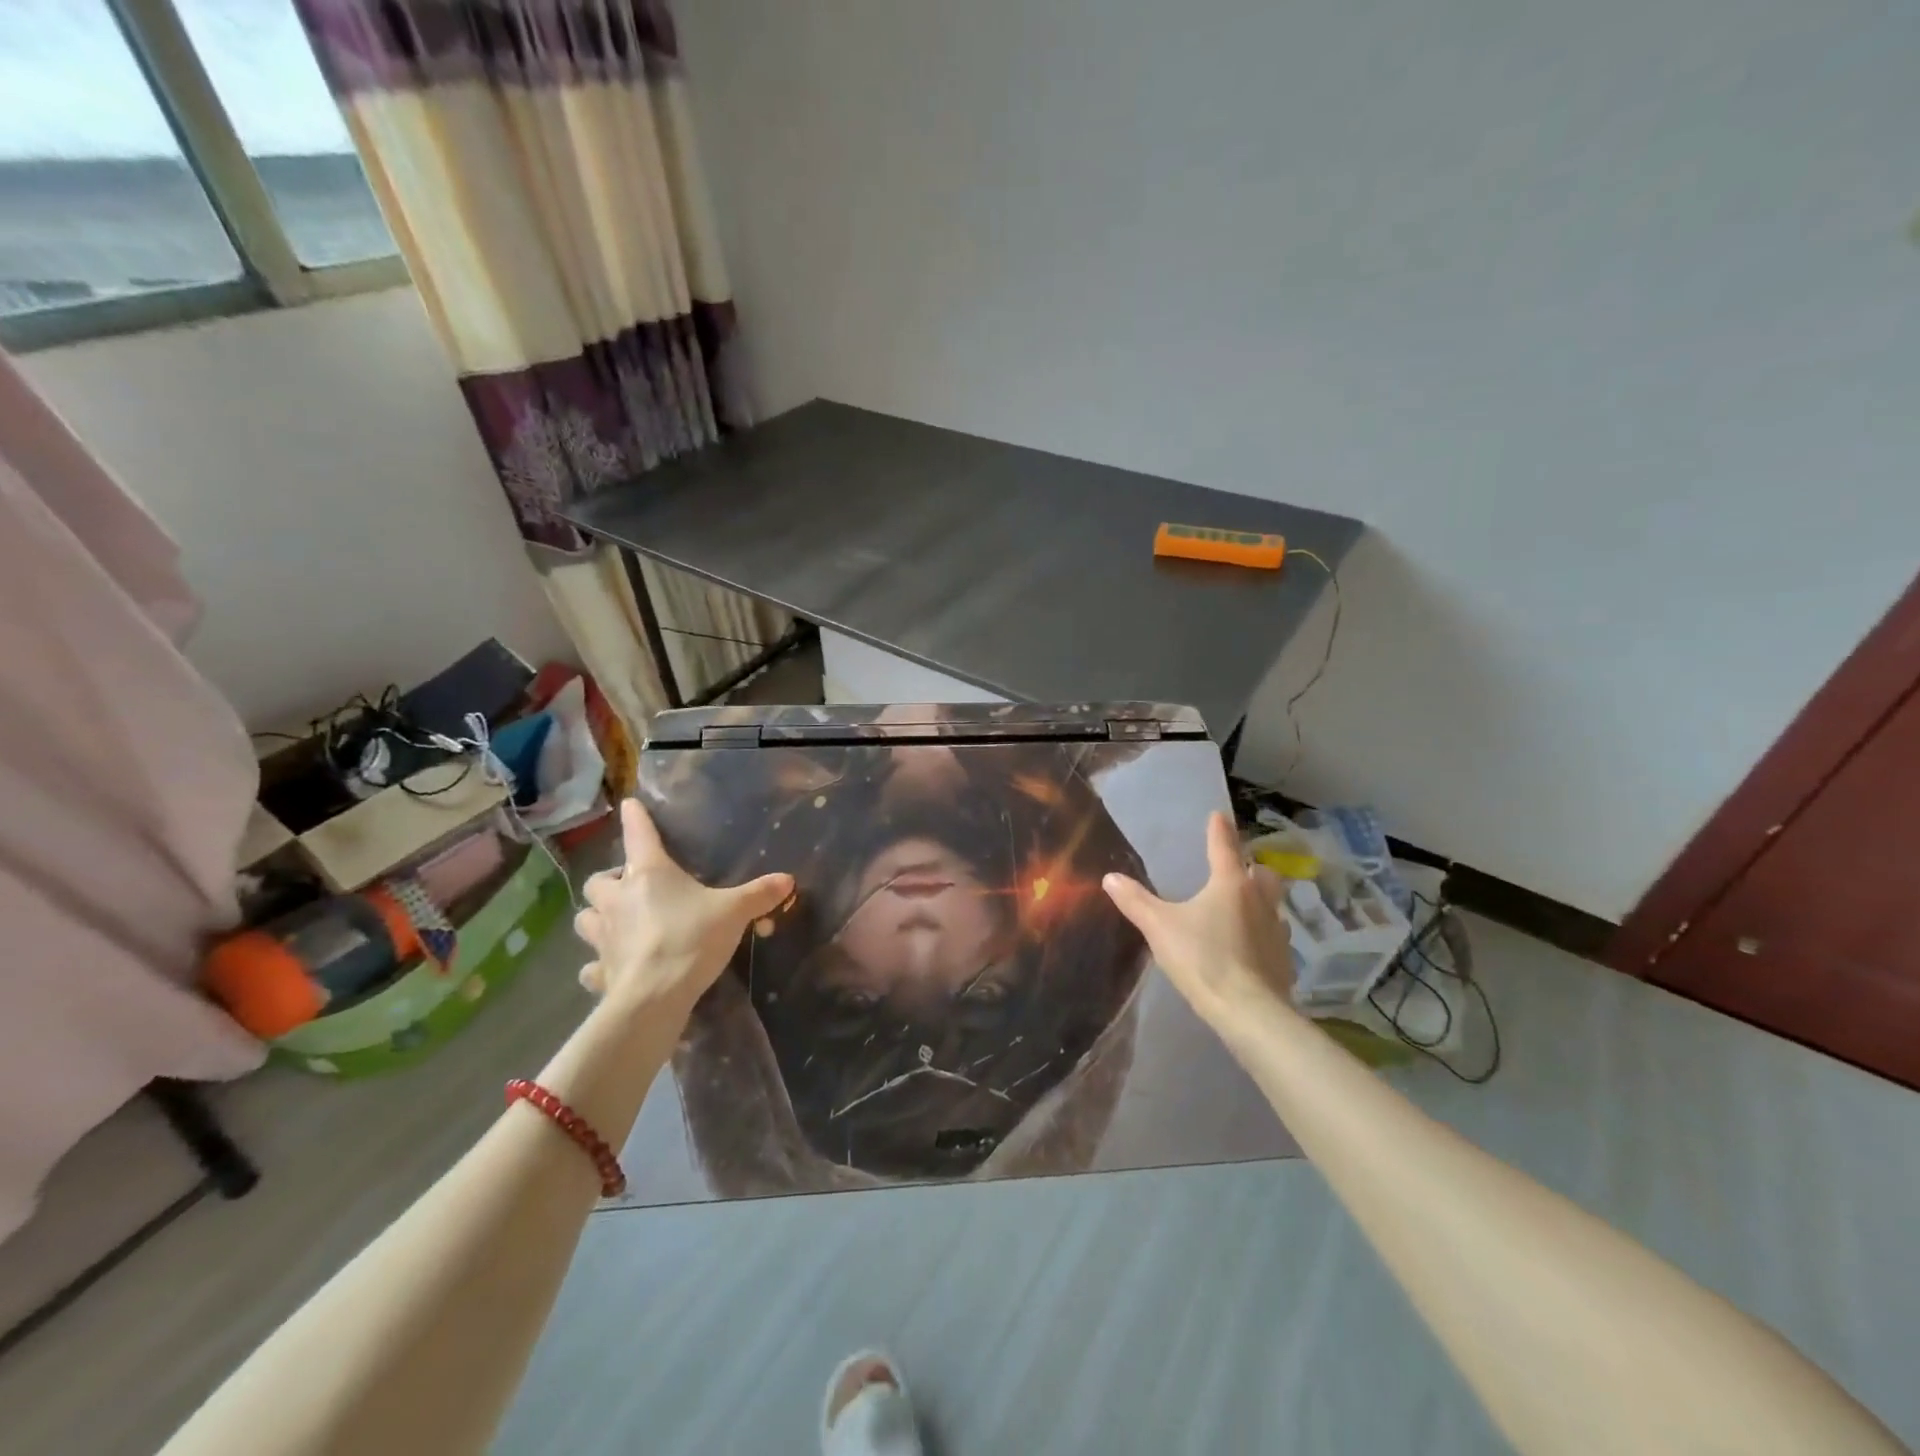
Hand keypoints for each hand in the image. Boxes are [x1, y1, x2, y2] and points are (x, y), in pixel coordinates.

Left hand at [572, 799, 792, 1016]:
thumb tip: (788, 879)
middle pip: (597, 881)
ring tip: (617, 922)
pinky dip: (599, 964)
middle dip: (610, 881)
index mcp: (648, 874)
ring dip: (598, 917)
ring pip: (585, 918)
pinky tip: (613, 967)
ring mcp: (603, 937)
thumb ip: (759, 894)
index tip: (629, 805)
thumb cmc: (691, 939)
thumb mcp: (734, 913)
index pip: (638, 834)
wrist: (655, 997)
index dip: (634, 817)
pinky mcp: (600, 971)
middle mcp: (618, 899)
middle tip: (630, 887)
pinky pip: (592, 965)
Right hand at [1102, 810, 1293, 1026]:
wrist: (1249, 1011)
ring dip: (1261, 900)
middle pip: (1262, 873)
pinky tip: (1250, 946)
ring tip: (1244, 908)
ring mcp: (1277, 931)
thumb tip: (1110, 877)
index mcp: (1230, 884)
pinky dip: (1263, 934)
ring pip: (1273, 904)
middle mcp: (1259, 900)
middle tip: (1238, 869)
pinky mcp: (1284, 960)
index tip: (1218, 815)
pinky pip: (1275, 937)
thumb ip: (1136, 901)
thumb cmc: (1203, 958)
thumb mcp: (1160, 927)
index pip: (1224, 847)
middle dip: (1252, 867)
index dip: (1219, 830)